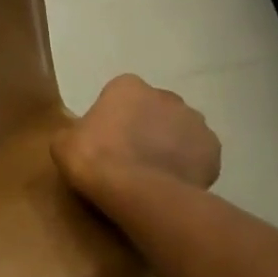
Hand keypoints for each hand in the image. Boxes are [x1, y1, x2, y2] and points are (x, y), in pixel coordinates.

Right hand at [53, 74, 221, 203]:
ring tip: (154, 174)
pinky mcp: (213, 149)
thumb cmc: (94, 158)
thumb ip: (74, 133)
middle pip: (155, 109)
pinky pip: (199, 155)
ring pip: (180, 130)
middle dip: (147, 127)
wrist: (135, 191)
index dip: (114, 118)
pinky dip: (190, 166)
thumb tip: (78, 139)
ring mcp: (194, 121)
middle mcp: (165, 95)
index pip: (121, 95)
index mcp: (127, 86)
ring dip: (170, 145)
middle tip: (130, 157)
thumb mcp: (64, 143)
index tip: (106, 141)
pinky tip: (173, 183)